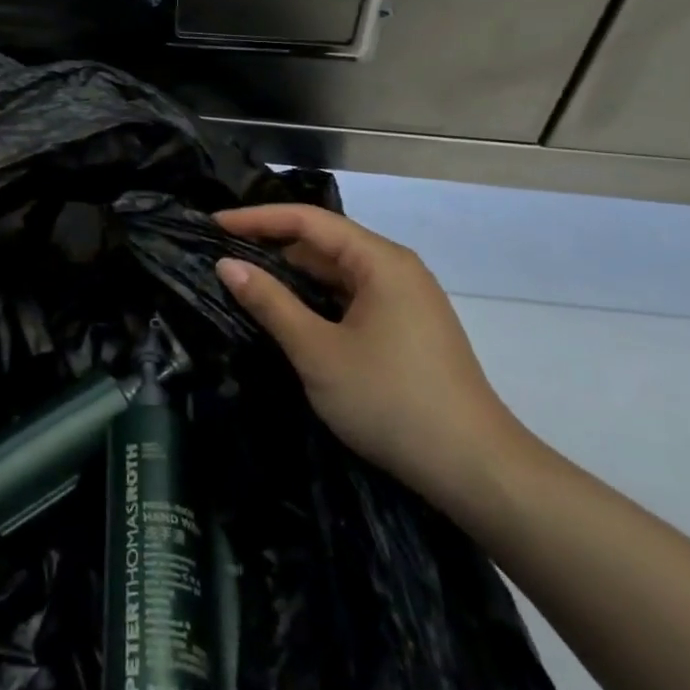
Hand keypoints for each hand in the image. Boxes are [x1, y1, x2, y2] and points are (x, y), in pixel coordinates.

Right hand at [214, 205, 525, 510]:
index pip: (308, 220)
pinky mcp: (408, 328)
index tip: (214, 225)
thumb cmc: (391, 401)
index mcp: (380, 261)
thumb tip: (227, 264)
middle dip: (273, 246)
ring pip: (338, 273)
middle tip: (223, 255)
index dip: (257, 219)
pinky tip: (289, 314)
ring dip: (294, 276)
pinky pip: (352, 297)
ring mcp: (406, 299)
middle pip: (324, 242)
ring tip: (246, 282)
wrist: (476, 470)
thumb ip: (270, 302)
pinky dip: (317, 300)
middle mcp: (396, 269)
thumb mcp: (318, 352)